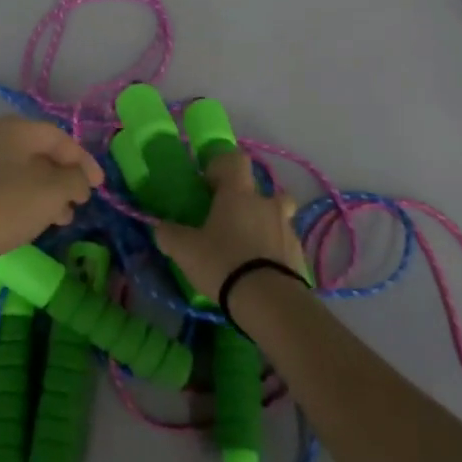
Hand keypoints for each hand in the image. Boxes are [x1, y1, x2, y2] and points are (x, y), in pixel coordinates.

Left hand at [0, 116, 104, 269]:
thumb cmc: (3, 206)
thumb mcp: (51, 193)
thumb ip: (74, 181)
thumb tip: (78, 179)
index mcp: (16, 129)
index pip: (60, 138)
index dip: (84, 161)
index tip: (99, 187)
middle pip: (39, 153)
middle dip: (63, 179)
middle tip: (78, 204)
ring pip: (21, 172)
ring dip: (45, 192)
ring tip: (58, 220)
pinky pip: (2, 185)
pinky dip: (22, 199)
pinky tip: (28, 222)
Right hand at [153, 149, 304, 299]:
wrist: (269, 301)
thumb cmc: (223, 263)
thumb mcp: (185, 250)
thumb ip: (169, 234)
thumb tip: (161, 227)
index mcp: (238, 193)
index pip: (235, 160)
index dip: (222, 166)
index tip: (209, 185)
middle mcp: (266, 203)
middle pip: (262, 188)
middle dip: (248, 199)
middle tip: (230, 219)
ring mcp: (288, 228)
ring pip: (278, 214)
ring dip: (265, 223)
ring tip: (249, 246)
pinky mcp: (299, 254)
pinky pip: (286, 242)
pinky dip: (275, 249)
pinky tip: (262, 269)